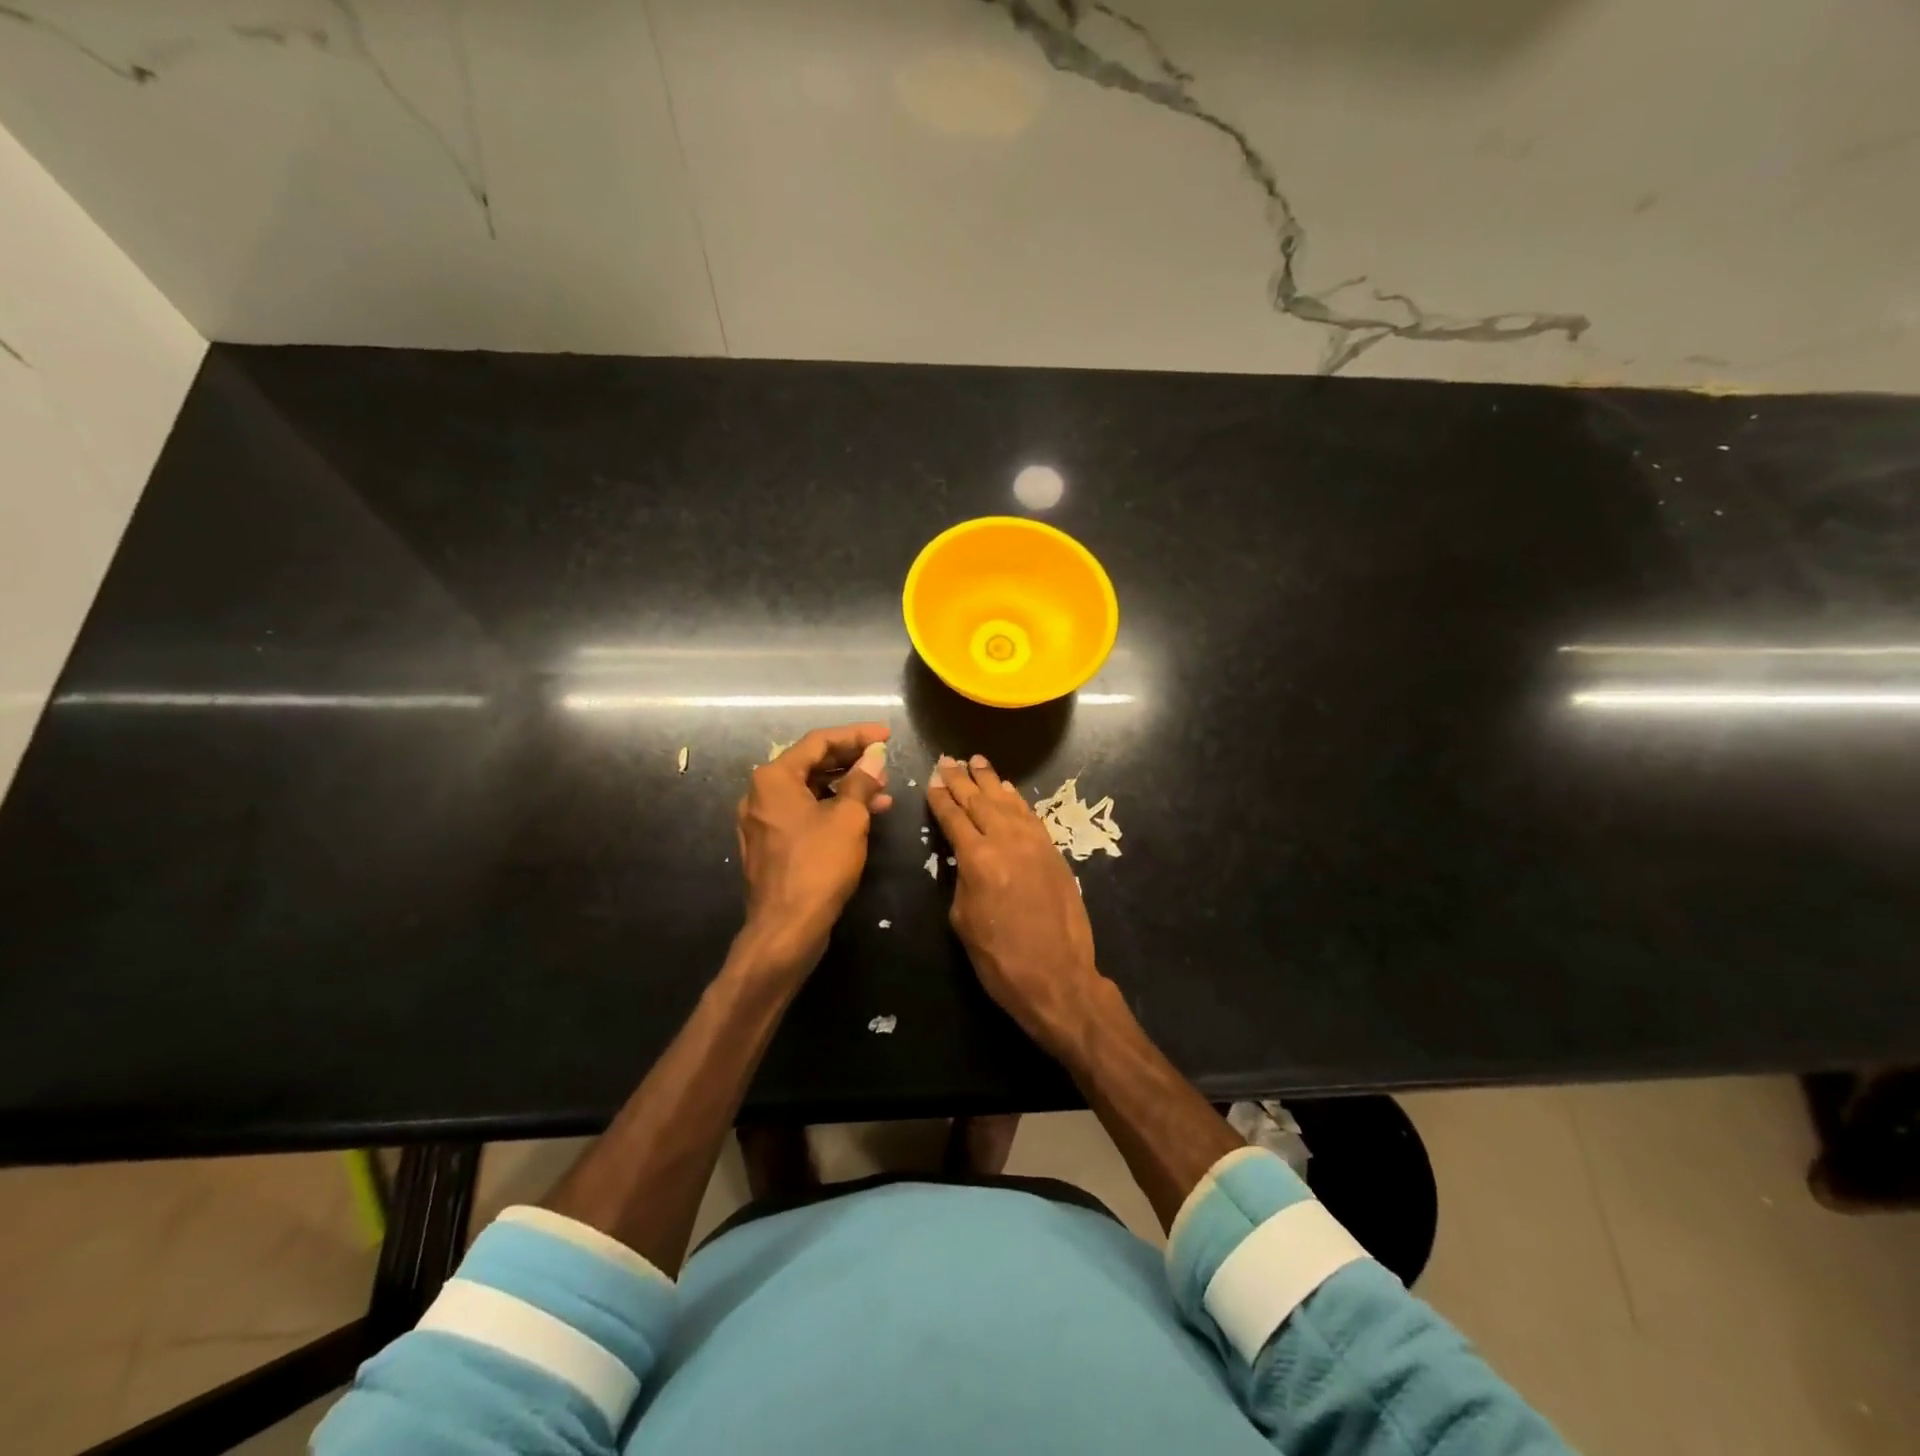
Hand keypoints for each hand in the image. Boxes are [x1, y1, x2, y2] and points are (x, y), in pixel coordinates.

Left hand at [736, 723, 892, 973]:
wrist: (786, 927)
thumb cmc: (818, 865)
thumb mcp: (849, 818)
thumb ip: (861, 781)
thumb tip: (874, 757)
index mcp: (774, 778)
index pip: (819, 741)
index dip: (856, 735)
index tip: (886, 736)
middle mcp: (760, 794)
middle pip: (810, 764)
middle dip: (851, 761)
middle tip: (884, 761)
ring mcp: (762, 821)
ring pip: (809, 791)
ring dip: (846, 787)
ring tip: (882, 790)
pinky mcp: (770, 845)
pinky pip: (804, 814)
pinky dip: (832, 809)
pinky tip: (863, 815)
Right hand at [927, 753, 1105, 1055]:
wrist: (1058, 977)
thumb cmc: (1001, 959)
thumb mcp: (963, 920)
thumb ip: (961, 879)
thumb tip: (964, 859)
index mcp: (978, 860)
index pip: (953, 817)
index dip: (940, 797)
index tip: (932, 779)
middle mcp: (1007, 842)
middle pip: (980, 801)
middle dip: (961, 780)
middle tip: (948, 760)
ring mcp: (1035, 844)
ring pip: (1007, 802)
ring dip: (990, 781)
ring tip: (977, 762)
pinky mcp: (1054, 852)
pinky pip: (1031, 816)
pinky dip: (1017, 800)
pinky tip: (1008, 790)